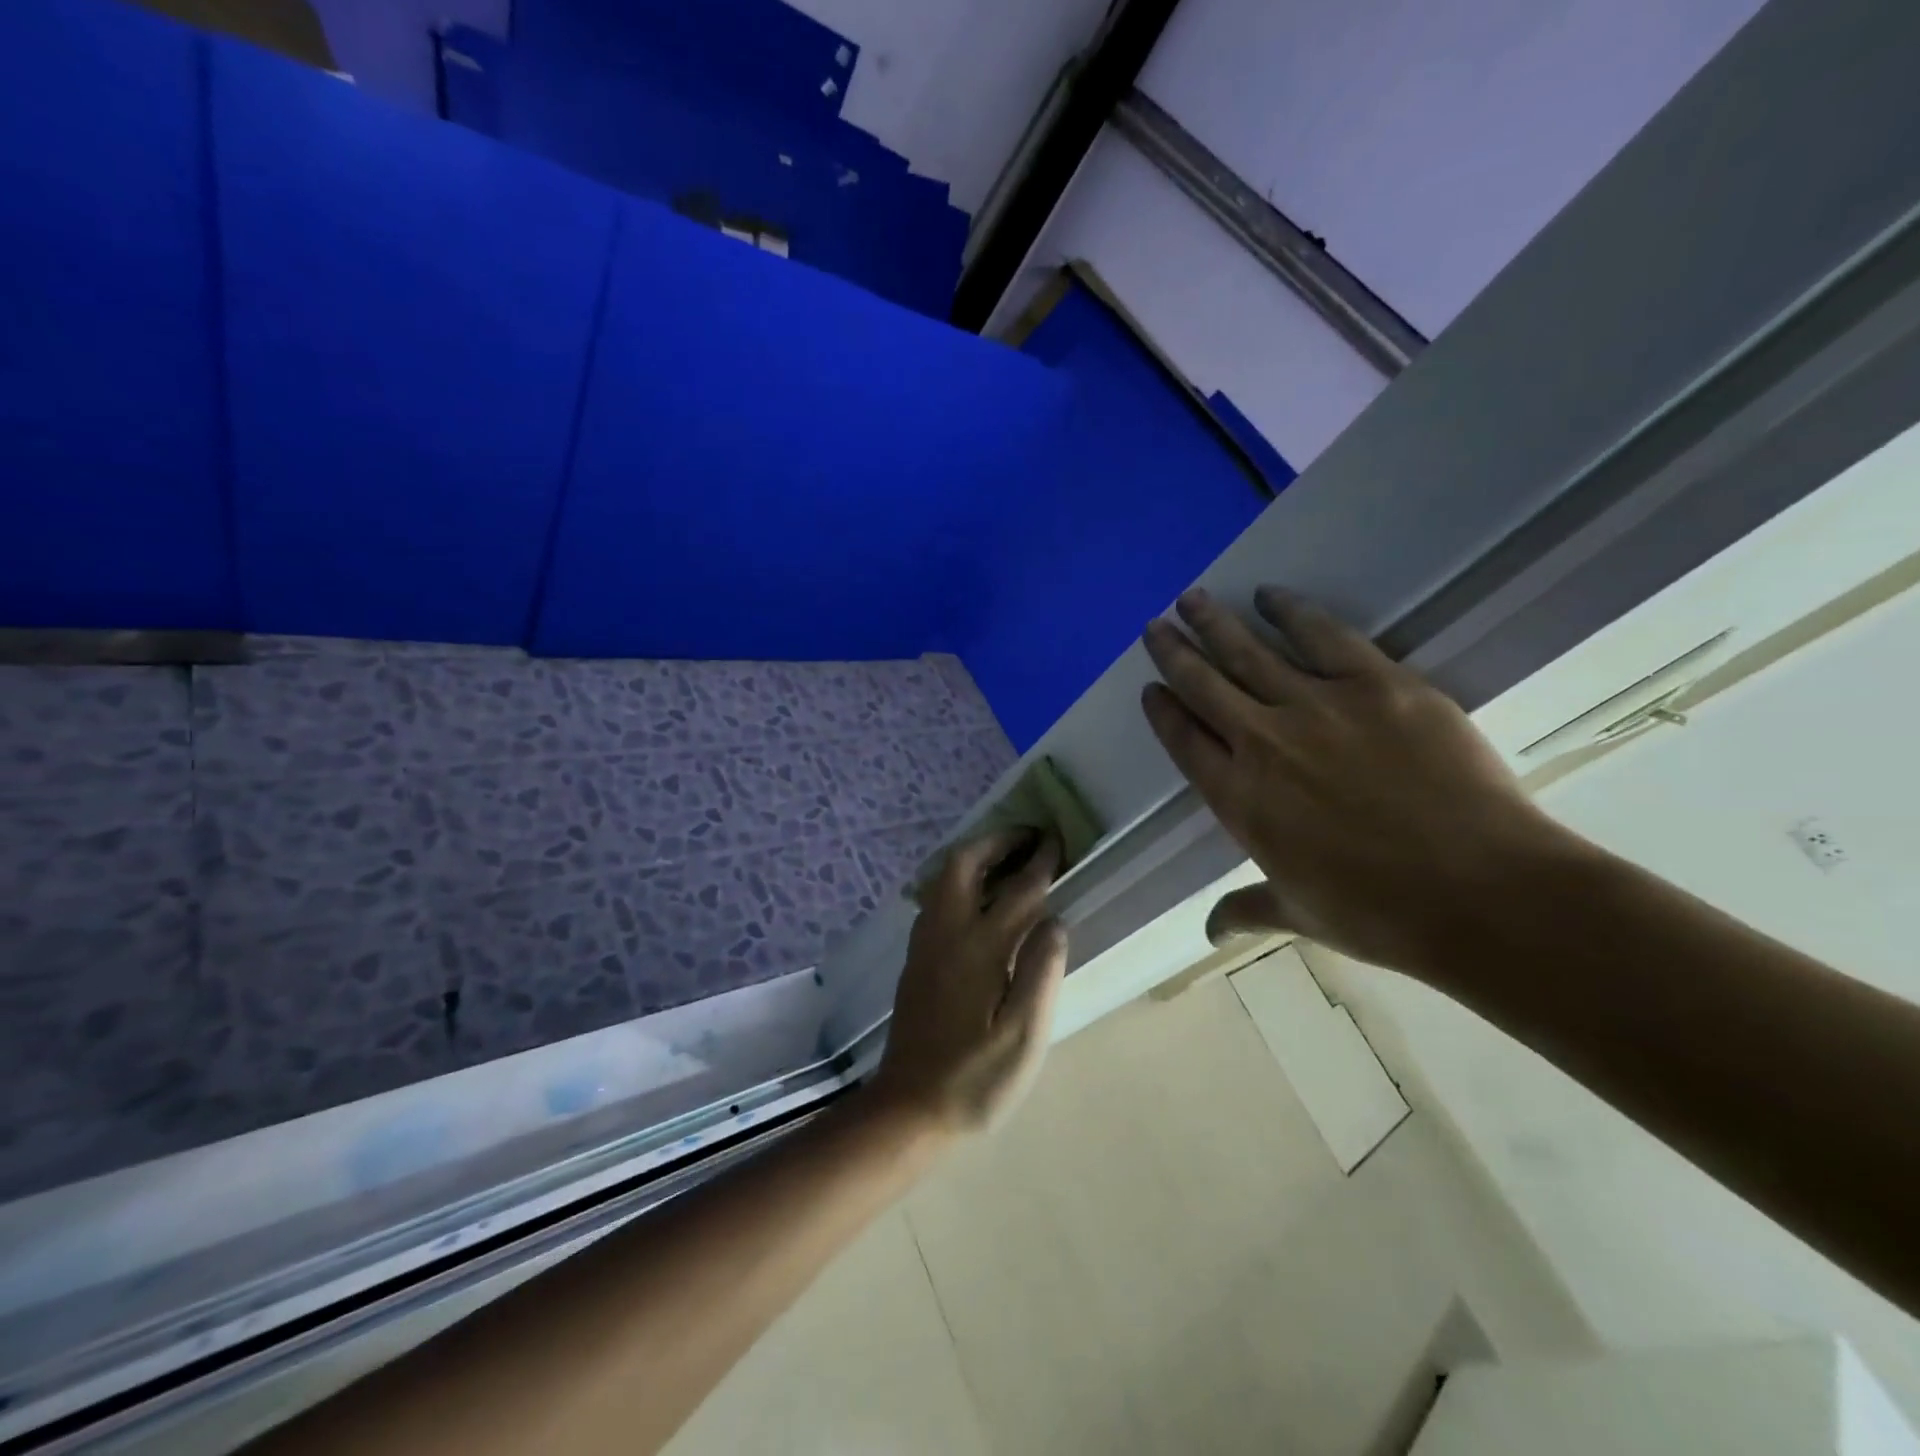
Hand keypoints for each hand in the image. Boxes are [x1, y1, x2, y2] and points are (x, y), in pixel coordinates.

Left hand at [872, 829, 1068, 1134]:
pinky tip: (979, 898)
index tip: (1057, 842)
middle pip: (963, 864)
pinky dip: (961, 880)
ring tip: (1008, 860)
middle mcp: (946, 933)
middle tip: (1028, 838)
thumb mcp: (1024, 1036)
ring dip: (976, 857)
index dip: (1040, 862)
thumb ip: (1041, 972)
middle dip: (996, 842)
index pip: (1017, 891)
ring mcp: (925, 944)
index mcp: (979, 948)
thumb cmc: (975, 1077)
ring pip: (944, 878)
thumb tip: (1055, 920)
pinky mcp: (916, 958)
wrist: (909, 1107)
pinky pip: (937, 898)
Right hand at [1140, 587, 1567, 982]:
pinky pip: (1322, 636)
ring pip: (1250, 653)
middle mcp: (1263, 743)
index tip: (1150, 688)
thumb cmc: (1380, 914)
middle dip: (1174, 653)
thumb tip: (1210, 930)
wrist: (1482, 893)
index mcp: (1239, 799)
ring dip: (1216, 624)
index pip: (1184, 742)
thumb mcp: (1300, 915)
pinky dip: (1291, 613)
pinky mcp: (1377, 684)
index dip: (1163, 711)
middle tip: (1155, 625)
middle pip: (1204, 685)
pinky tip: (1270, 595)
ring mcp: (1318, 708)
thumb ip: (1248, 909)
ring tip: (1192, 599)